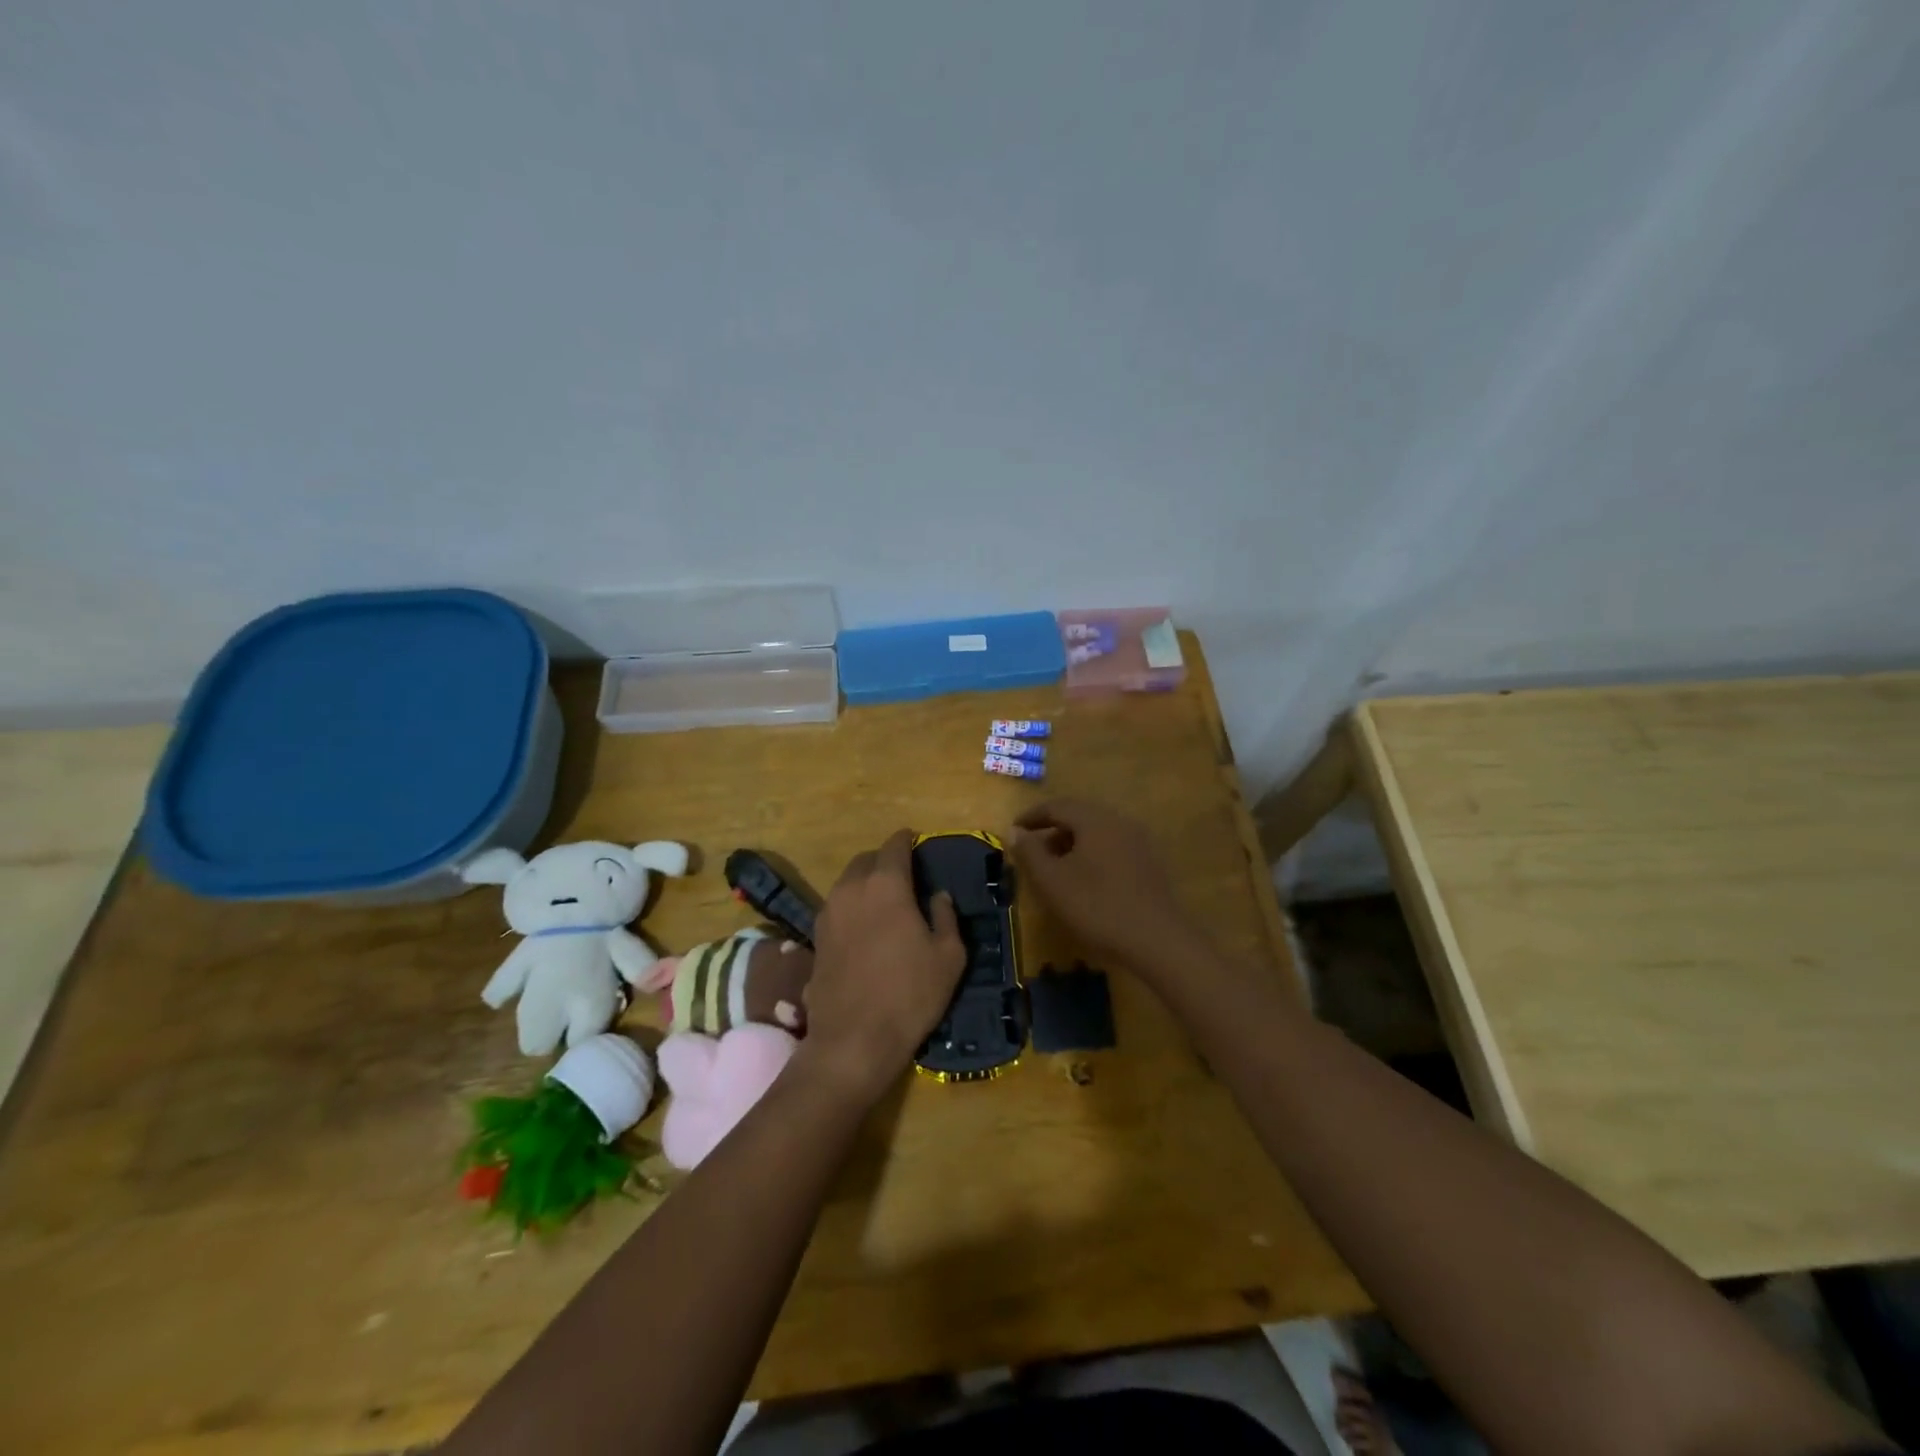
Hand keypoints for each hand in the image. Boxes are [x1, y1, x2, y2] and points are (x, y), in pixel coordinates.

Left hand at [799, 830, 965, 1101]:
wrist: (853, 1040)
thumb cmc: (910, 994)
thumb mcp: (948, 956)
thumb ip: (945, 917)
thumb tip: (938, 895)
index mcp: (886, 885)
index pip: (894, 846)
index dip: (906, 839)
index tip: (915, 840)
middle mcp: (852, 889)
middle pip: (866, 860)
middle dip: (883, 860)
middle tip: (903, 875)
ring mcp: (828, 913)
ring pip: (847, 882)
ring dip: (865, 882)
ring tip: (883, 900)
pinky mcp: (815, 938)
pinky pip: (836, 906)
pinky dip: (851, 906)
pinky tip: (864, 927)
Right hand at [1010, 799, 1196, 976]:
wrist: (1157, 940)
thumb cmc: (1097, 906)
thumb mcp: (1052, 881)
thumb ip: (1030, 852)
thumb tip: (1014, 831)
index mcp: (1094, 820)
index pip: (1056, 806)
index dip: (1031, 817)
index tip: (1013, 831)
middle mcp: (1119, 822)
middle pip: (1079, 816)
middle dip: (1051, 831)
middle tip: (1031, 852)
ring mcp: (1138, 842)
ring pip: (1096, 833)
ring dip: (1071, 844)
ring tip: (1054, 869)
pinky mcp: (1149, 864)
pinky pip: (1112, 848)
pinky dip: (1090, 856)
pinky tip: (1084, 881)